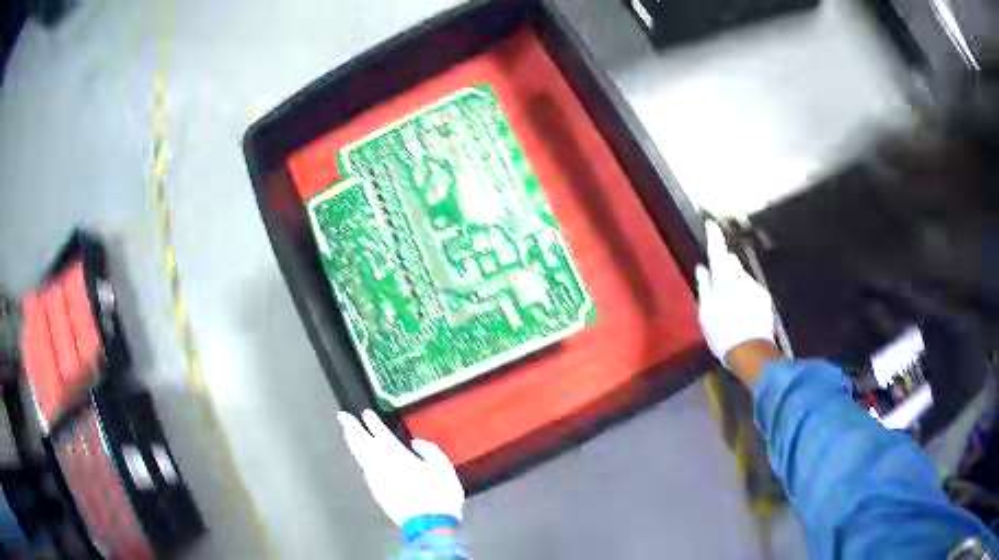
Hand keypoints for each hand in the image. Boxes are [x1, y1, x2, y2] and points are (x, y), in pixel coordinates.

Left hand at [338, 409, 464, 525]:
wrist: (428, 525)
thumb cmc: (439, 495)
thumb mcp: (444, 469)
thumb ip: (430, 451)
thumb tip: (416, 443)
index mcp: (399, 457)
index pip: (382, 435)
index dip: (373, 424)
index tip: (366, 412)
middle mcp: (382, 465)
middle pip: (363, 443)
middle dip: (352, 428)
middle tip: (342, 416)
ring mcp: (377, 480)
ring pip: (360, 456)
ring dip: (353, 442)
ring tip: (347, 432)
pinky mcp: (378, 492)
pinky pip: (365, 469)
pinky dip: (361, 459)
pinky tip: (361, 457)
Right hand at [695, 221, 776, 371]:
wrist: (752, 353)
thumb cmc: (723, 334)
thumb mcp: (706, 313)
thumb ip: (705, 287)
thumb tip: (702, 268)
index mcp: (725, 280)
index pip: (718, 252)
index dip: (714, 237)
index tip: (711, 224)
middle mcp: (742, 278)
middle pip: (731, 264)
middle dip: (724, 267)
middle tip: (715, 281)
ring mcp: (756, 288)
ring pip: (742, 278)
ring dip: (734, 284)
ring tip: (727, 305)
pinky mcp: (765, 300)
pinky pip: (751, 290)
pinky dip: (744, 295)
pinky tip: (739, 312)